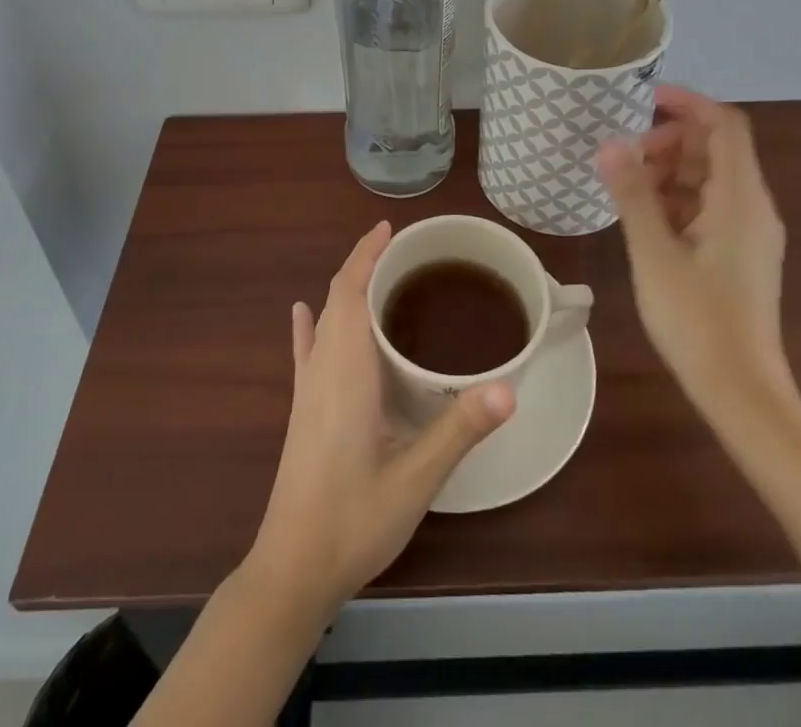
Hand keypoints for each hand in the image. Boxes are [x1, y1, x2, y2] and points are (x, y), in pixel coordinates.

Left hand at [247, 222, 516, 618]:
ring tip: (377, 275)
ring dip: (345, 290)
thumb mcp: (416, 479)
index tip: (388, 228)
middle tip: (403, 251)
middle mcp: (322, 370)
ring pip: (324, 321)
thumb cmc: (354, 521)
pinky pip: (306, 351)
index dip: (365, 255)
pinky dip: (309, 324)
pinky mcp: (301, 411)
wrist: (291, 572)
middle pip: (337, 299)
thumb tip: (509, 388)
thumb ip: (460, 431)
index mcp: (345, 372)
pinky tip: (303, 313)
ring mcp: (307, 391)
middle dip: (363, 265)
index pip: (349, 292)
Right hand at [596, 86, 793, 407]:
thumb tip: (611, 144)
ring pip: (711, 179)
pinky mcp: (740, 255)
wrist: (741, 392)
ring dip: (670, 171)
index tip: (643, 100)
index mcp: (740, 199)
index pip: (724, 125)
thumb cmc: (697, 319)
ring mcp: (749, 233)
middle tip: (625, 157)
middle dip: (670, 141)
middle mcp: (753, 207)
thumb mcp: (654, 252)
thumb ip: (633, 193)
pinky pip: (710, 207)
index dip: (687, 103)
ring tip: (627, 188)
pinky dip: (678, 200)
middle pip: (716, 149)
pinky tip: (645, 219)